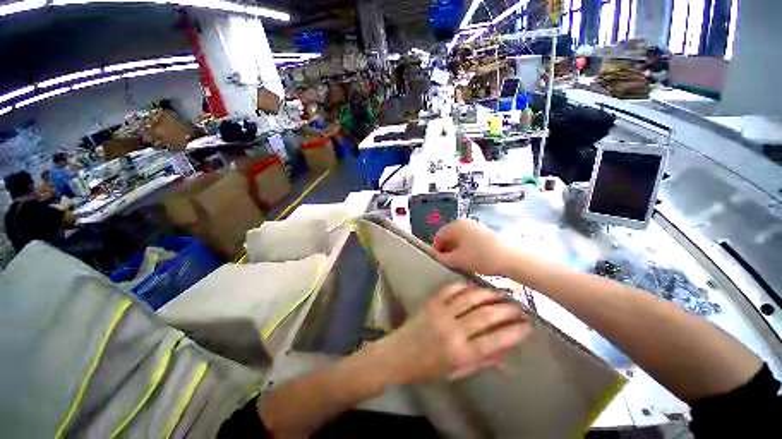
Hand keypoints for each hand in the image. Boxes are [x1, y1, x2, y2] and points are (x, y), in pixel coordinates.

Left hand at [379, 284, 530, 383]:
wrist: (398, 354)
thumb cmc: (427, 369)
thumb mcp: (455, 373)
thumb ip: (479, 362)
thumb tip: (502, 352)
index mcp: (460, 353)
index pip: (494, 341)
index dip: (513, 332)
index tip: (527, 325)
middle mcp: (453, 330)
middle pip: (486, 316)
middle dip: (507, 310)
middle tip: (520, 306)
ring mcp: (441, 313)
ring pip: (471, 299)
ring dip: (489, 294)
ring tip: (503, 293)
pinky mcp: (432, 302)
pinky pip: (451, 290)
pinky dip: (466, 287)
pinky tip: (476, 287)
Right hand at [433, 220, 508, 275]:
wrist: (509, 257)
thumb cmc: (480, 257)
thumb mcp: (457, 260)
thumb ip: (442, 258)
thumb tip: (436, 256)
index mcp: (455, 226)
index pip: (438, 236)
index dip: (436, 249)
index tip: (438, 261)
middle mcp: (463, 222)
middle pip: (448, 235)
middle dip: (446, 249)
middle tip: (448, 262)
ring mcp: (474, 225)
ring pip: (459, 237)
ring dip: (455, 249)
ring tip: (459, 262)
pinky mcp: (483, 231)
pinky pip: (468, 238)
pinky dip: (465, 247)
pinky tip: (469, 257)